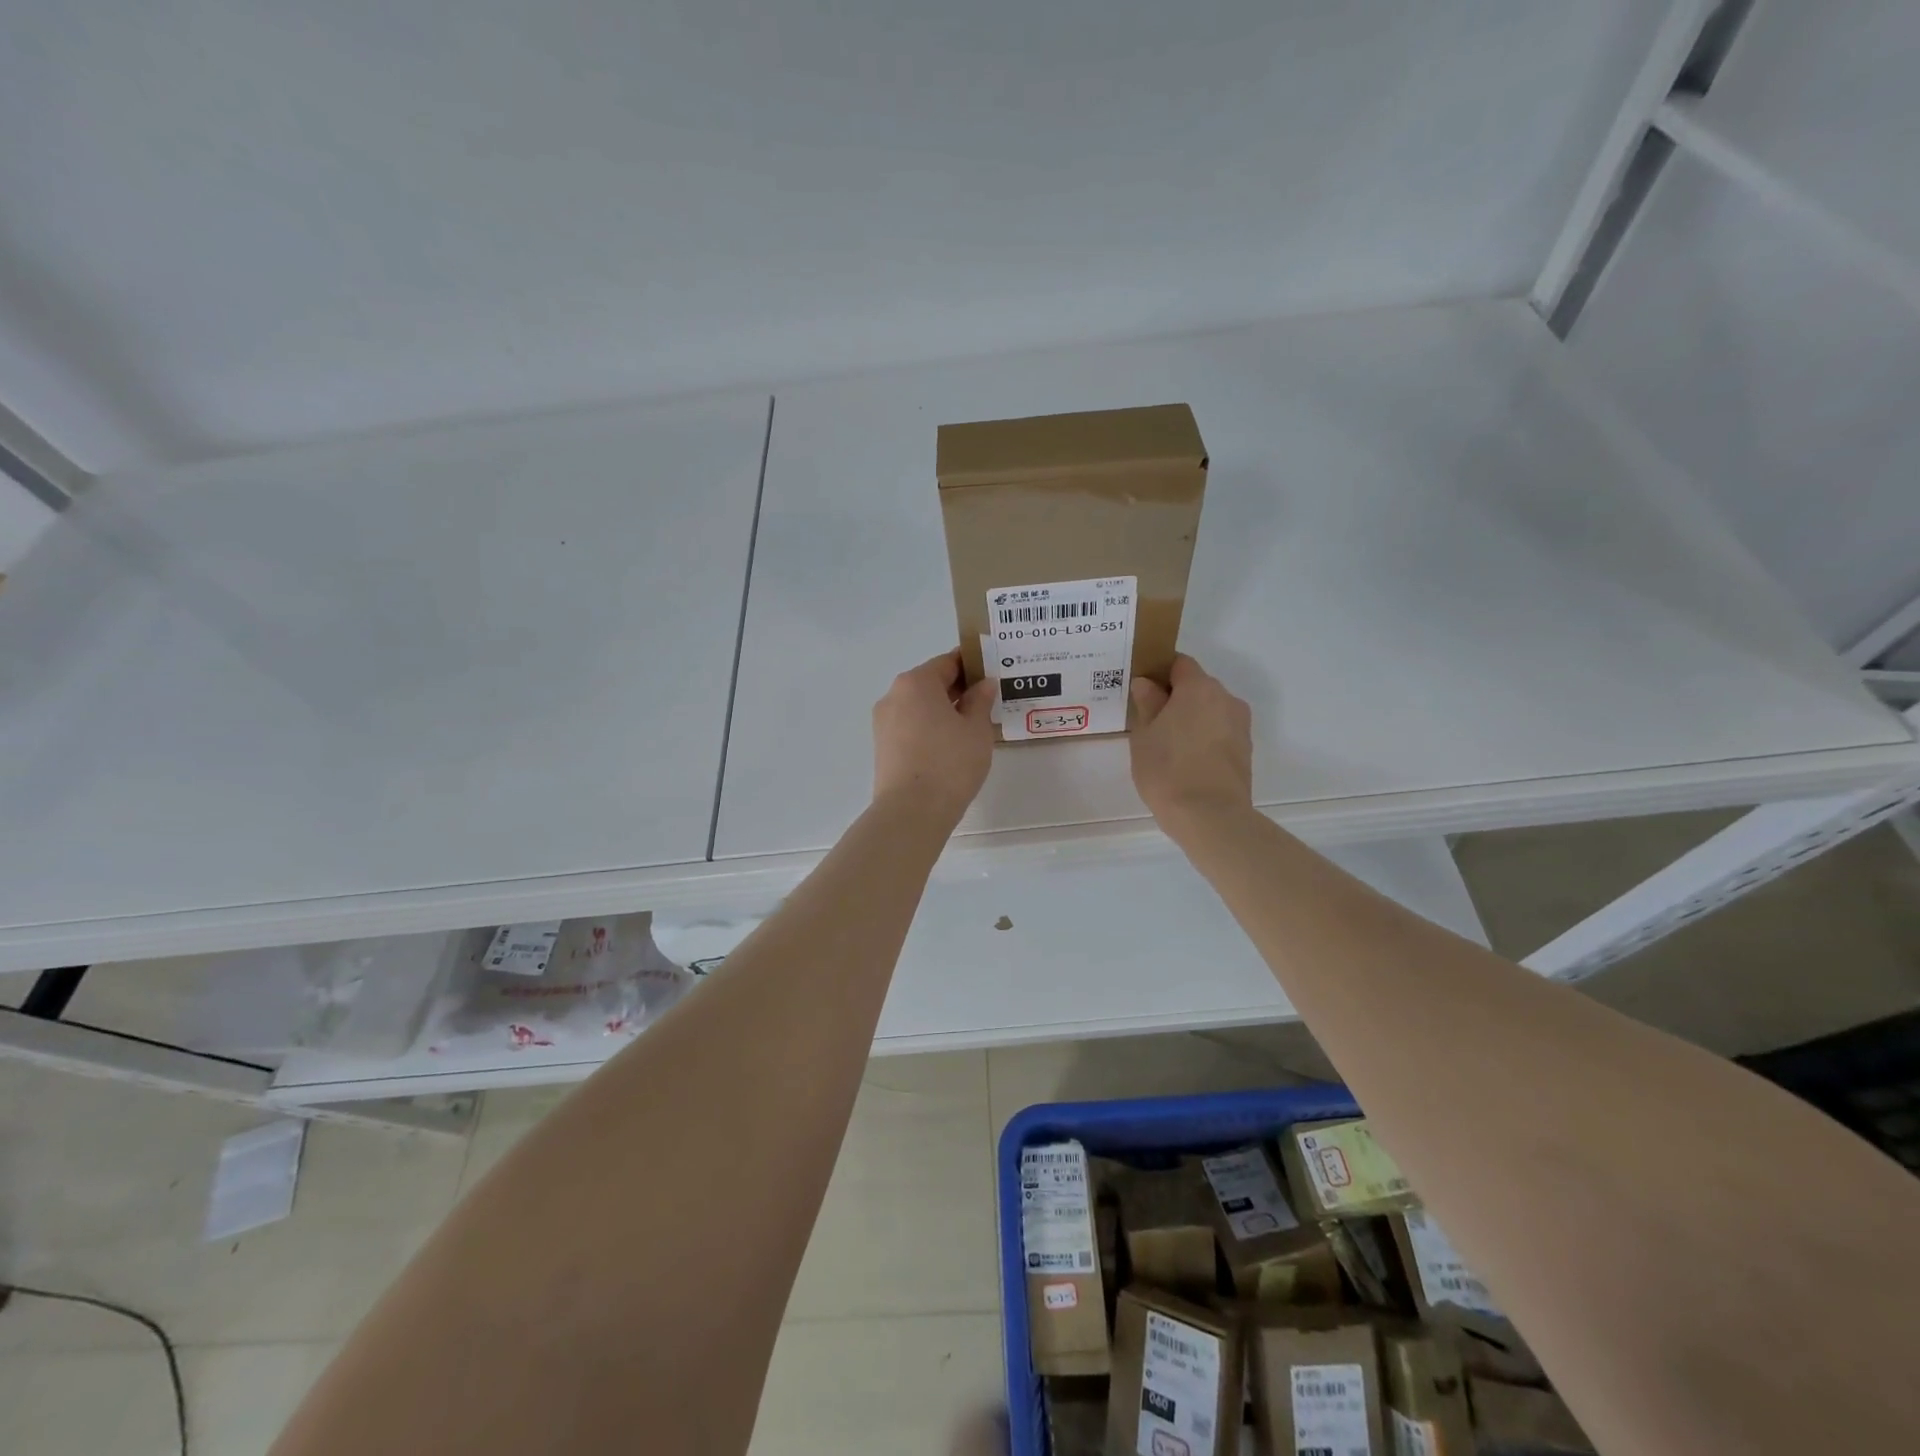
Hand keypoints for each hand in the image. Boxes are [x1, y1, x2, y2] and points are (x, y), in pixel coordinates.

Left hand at [872, 650, 995, 821]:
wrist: (912, 811)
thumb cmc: (950, 763)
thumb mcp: (976, 729)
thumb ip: (980, 701)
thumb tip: (983, 684)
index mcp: (916, 682)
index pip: (948, 662)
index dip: (973, 664)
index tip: (993, 671)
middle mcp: (894, 696)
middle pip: (930, 683)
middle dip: (959, 688)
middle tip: (988, 699)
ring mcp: (884, 723)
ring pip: (919, 706)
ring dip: (944, 710)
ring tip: (972, 725)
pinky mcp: (883, 747)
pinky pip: (911, 726)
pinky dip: (930, 728)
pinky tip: (951, 744)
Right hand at [1128, 654, 1253, 827]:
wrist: (1210, 816)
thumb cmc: (1167, 769)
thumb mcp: (1144, 735)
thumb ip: (1147, 703)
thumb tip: (1147, 684)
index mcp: (1198, 688)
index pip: (1179, 663)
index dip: (1159, 672)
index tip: (1143, 690)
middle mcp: (1225, 698)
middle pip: (1197, 687)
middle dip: (1176, 698)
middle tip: (1151, 721)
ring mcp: (1240, 725)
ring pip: (1210, 710)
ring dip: (1191, 719)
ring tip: (1168, 745)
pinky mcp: (1245, 750)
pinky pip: (1220, 731)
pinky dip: (1204, 737)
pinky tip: (1186, 760)